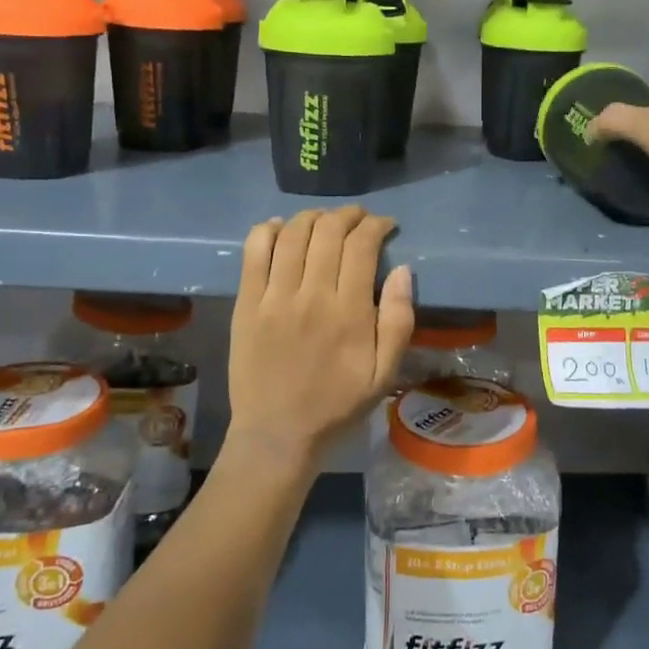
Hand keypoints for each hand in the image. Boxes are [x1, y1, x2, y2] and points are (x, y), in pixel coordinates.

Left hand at [225, 207, 414, 476]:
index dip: (376, 225)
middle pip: (328, 231)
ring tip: (325, 220)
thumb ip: (399, 320)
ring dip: (313, 216)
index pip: (362, 246)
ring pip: (293, 234)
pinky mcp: (246, 303)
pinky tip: (282, 228)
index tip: (385, 225)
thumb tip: (403, 270)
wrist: (278, 433)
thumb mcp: (385, 372)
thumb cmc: (337, 403)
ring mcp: (274, 297)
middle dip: (348, 215)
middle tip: (358, 219)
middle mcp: (311, 295)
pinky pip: (254, 252)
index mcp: (349, 312)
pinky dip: (269, 230)